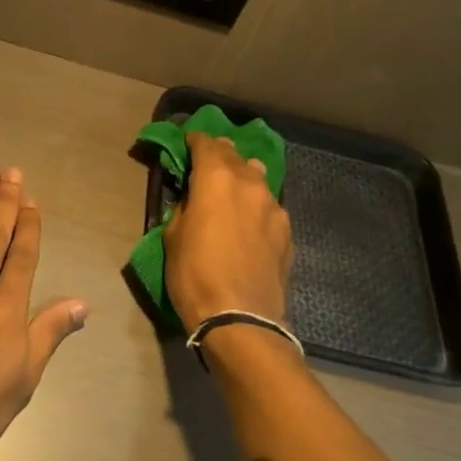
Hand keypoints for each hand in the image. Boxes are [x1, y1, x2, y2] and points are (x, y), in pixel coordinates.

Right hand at [164, 132, 293, 329]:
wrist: (241, 318)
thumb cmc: (195, 275)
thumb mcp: (173, 238)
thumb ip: (185, 208)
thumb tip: (194, 200)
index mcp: (217, 179)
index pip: (207, 145)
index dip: (196, 141)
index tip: (188, 143)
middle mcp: (250, 184)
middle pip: (235, 156)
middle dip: (221, 155)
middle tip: (209, 162)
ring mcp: (274, 207)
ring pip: (258, 178)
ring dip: (243, 178)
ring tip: (233, 190)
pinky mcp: (287, 232)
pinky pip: (269, 207)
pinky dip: (257, 206)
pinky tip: (249, 223)